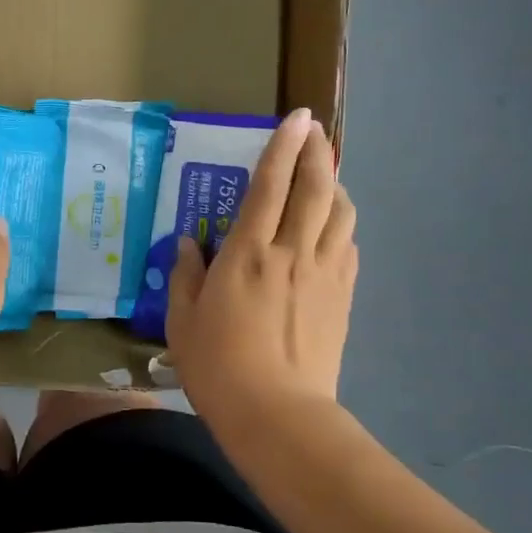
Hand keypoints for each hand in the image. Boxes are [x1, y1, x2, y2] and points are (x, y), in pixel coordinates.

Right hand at [166, 108, 357, 422]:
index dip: (283, 147)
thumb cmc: (218, 366)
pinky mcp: (342, 297)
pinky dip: (341, 226)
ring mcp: (324, 274)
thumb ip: (186, 275)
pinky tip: (331, 230)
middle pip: (315, 189)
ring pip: (340, 214)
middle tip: (315, 133)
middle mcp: (292, 253)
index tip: (297, 118)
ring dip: (335, 187)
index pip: (269, 186)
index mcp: (247, 254)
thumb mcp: (183, 321)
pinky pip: (348, 247)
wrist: (276, 413)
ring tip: (324, 180)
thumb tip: (189, 244)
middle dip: (317, 154)